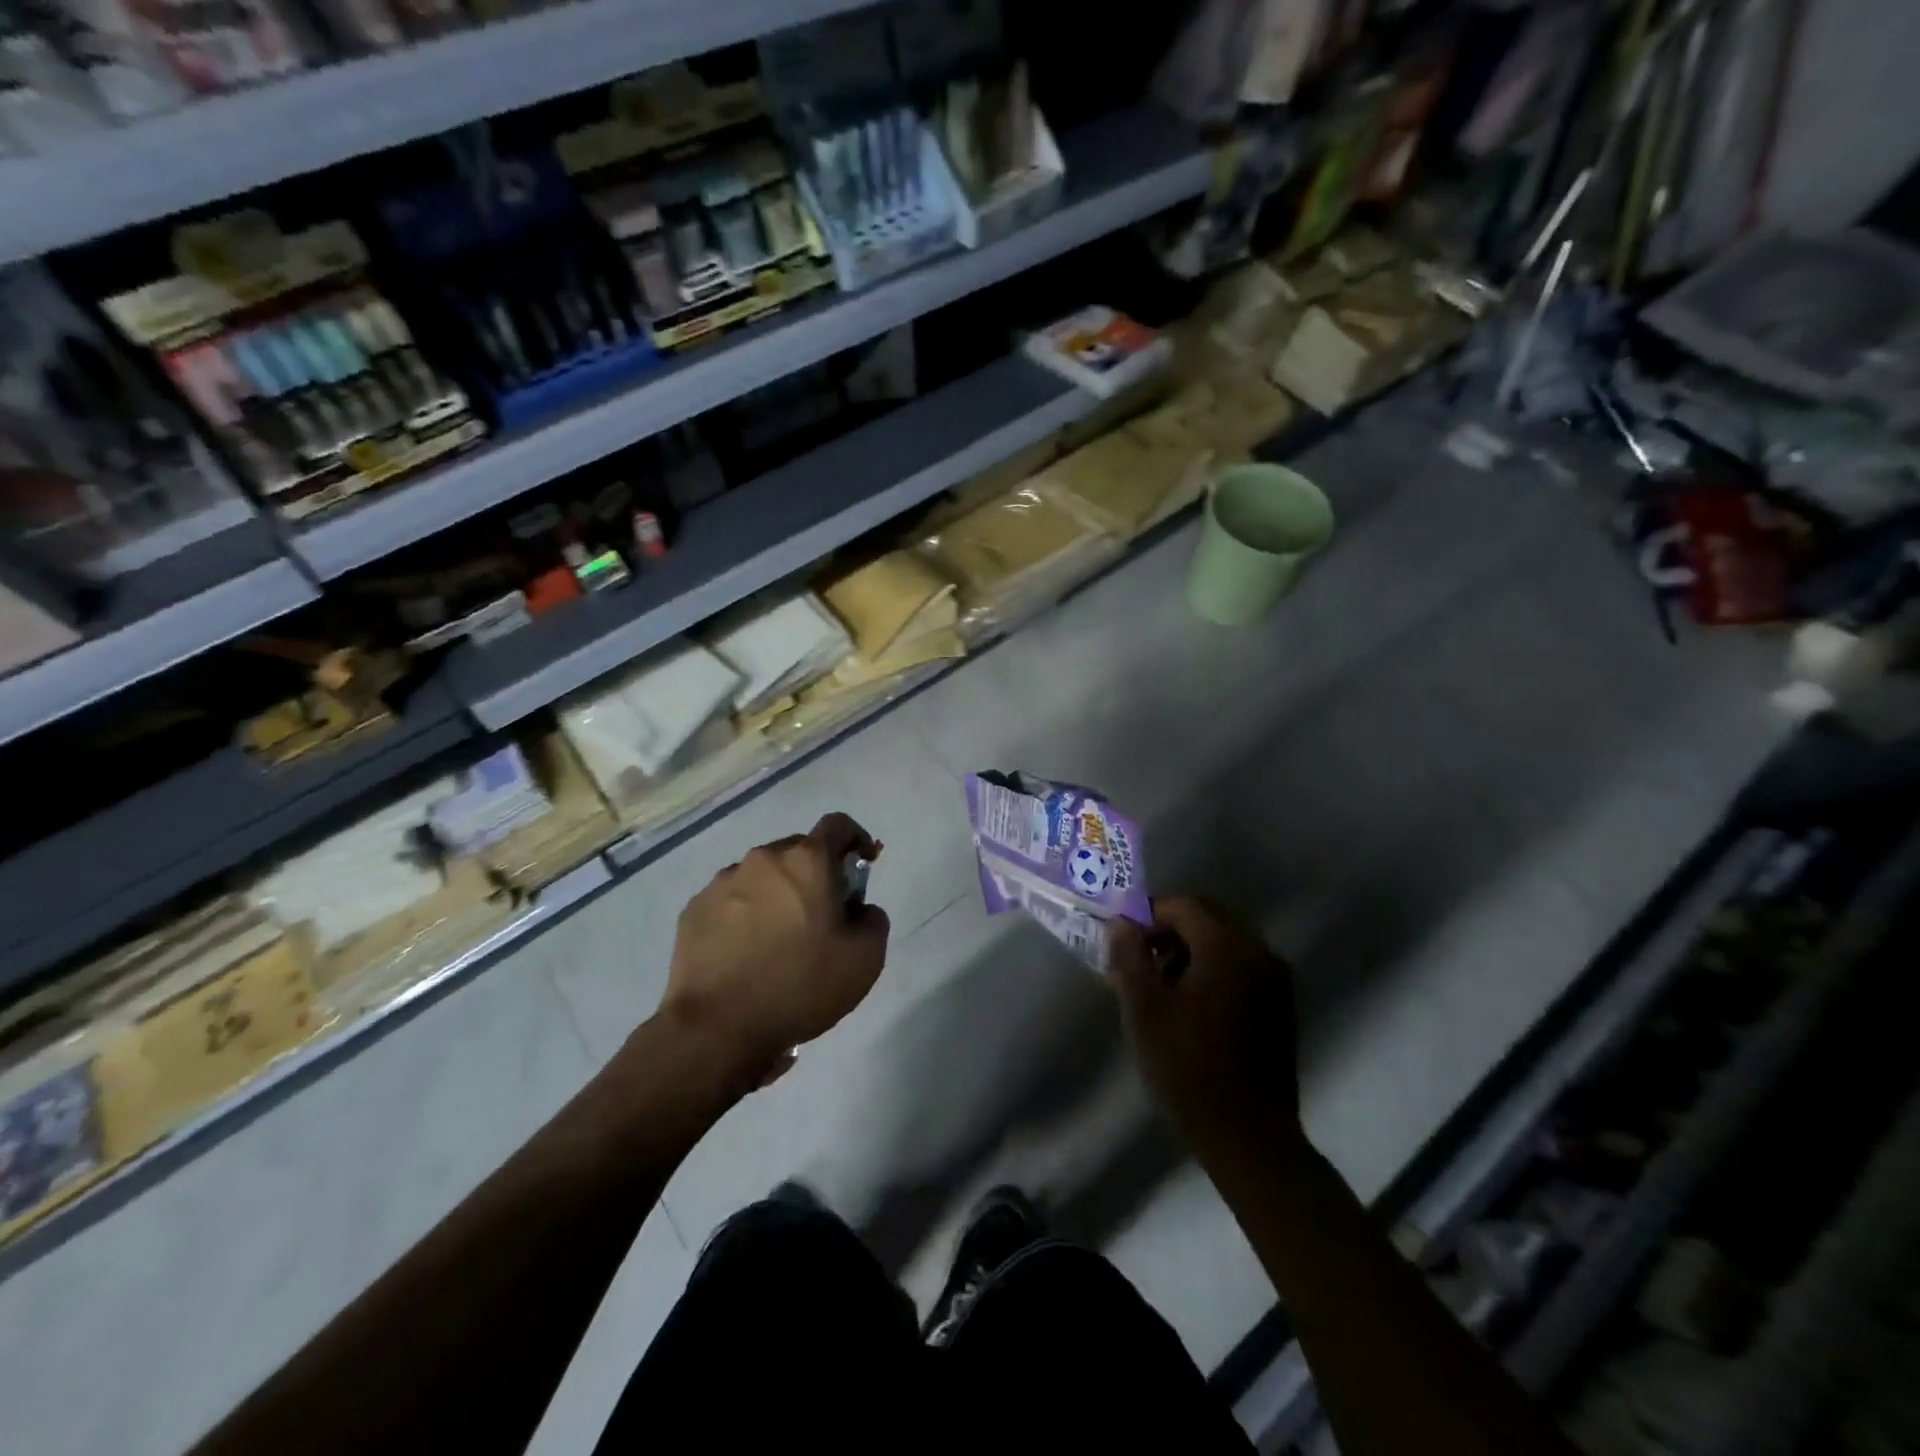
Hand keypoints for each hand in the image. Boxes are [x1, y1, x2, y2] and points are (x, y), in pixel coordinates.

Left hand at [657, 813, 889, 1091]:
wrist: (716, 1028)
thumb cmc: (800, 985)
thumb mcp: (865, 960)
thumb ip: (873, 920)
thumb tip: (860, 909)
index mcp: (807, 861)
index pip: (837, 824)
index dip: (856, 838)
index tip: (864, 862)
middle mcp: (762, 859)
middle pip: (797, 851)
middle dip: (815, 873)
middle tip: (823, 913)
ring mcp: (722, 883)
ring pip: (761, 876)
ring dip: (777, 894)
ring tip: (780, 939)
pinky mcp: (693, 911)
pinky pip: (730, 901)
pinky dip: (745, 915)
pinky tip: (746, 953)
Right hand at [1107, 897, 1301, 1163]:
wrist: (1248, 1137)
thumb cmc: (1189, 1068)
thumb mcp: (1144, 1010)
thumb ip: (1129, 957)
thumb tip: (1121, 922)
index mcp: (1227, 947)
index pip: (1183, 905)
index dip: (1148, 915)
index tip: (1123, 943)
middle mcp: (1259, 952)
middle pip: (1207, 918)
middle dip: (1168, 932)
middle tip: (1138, 963)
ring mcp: (1275, 979)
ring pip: (1223, 942)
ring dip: (1189, 952)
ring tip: (1159, 988)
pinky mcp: (1280, 1005)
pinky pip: (1240, 966)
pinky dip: (1211, 970)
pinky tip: (1190, 1006)